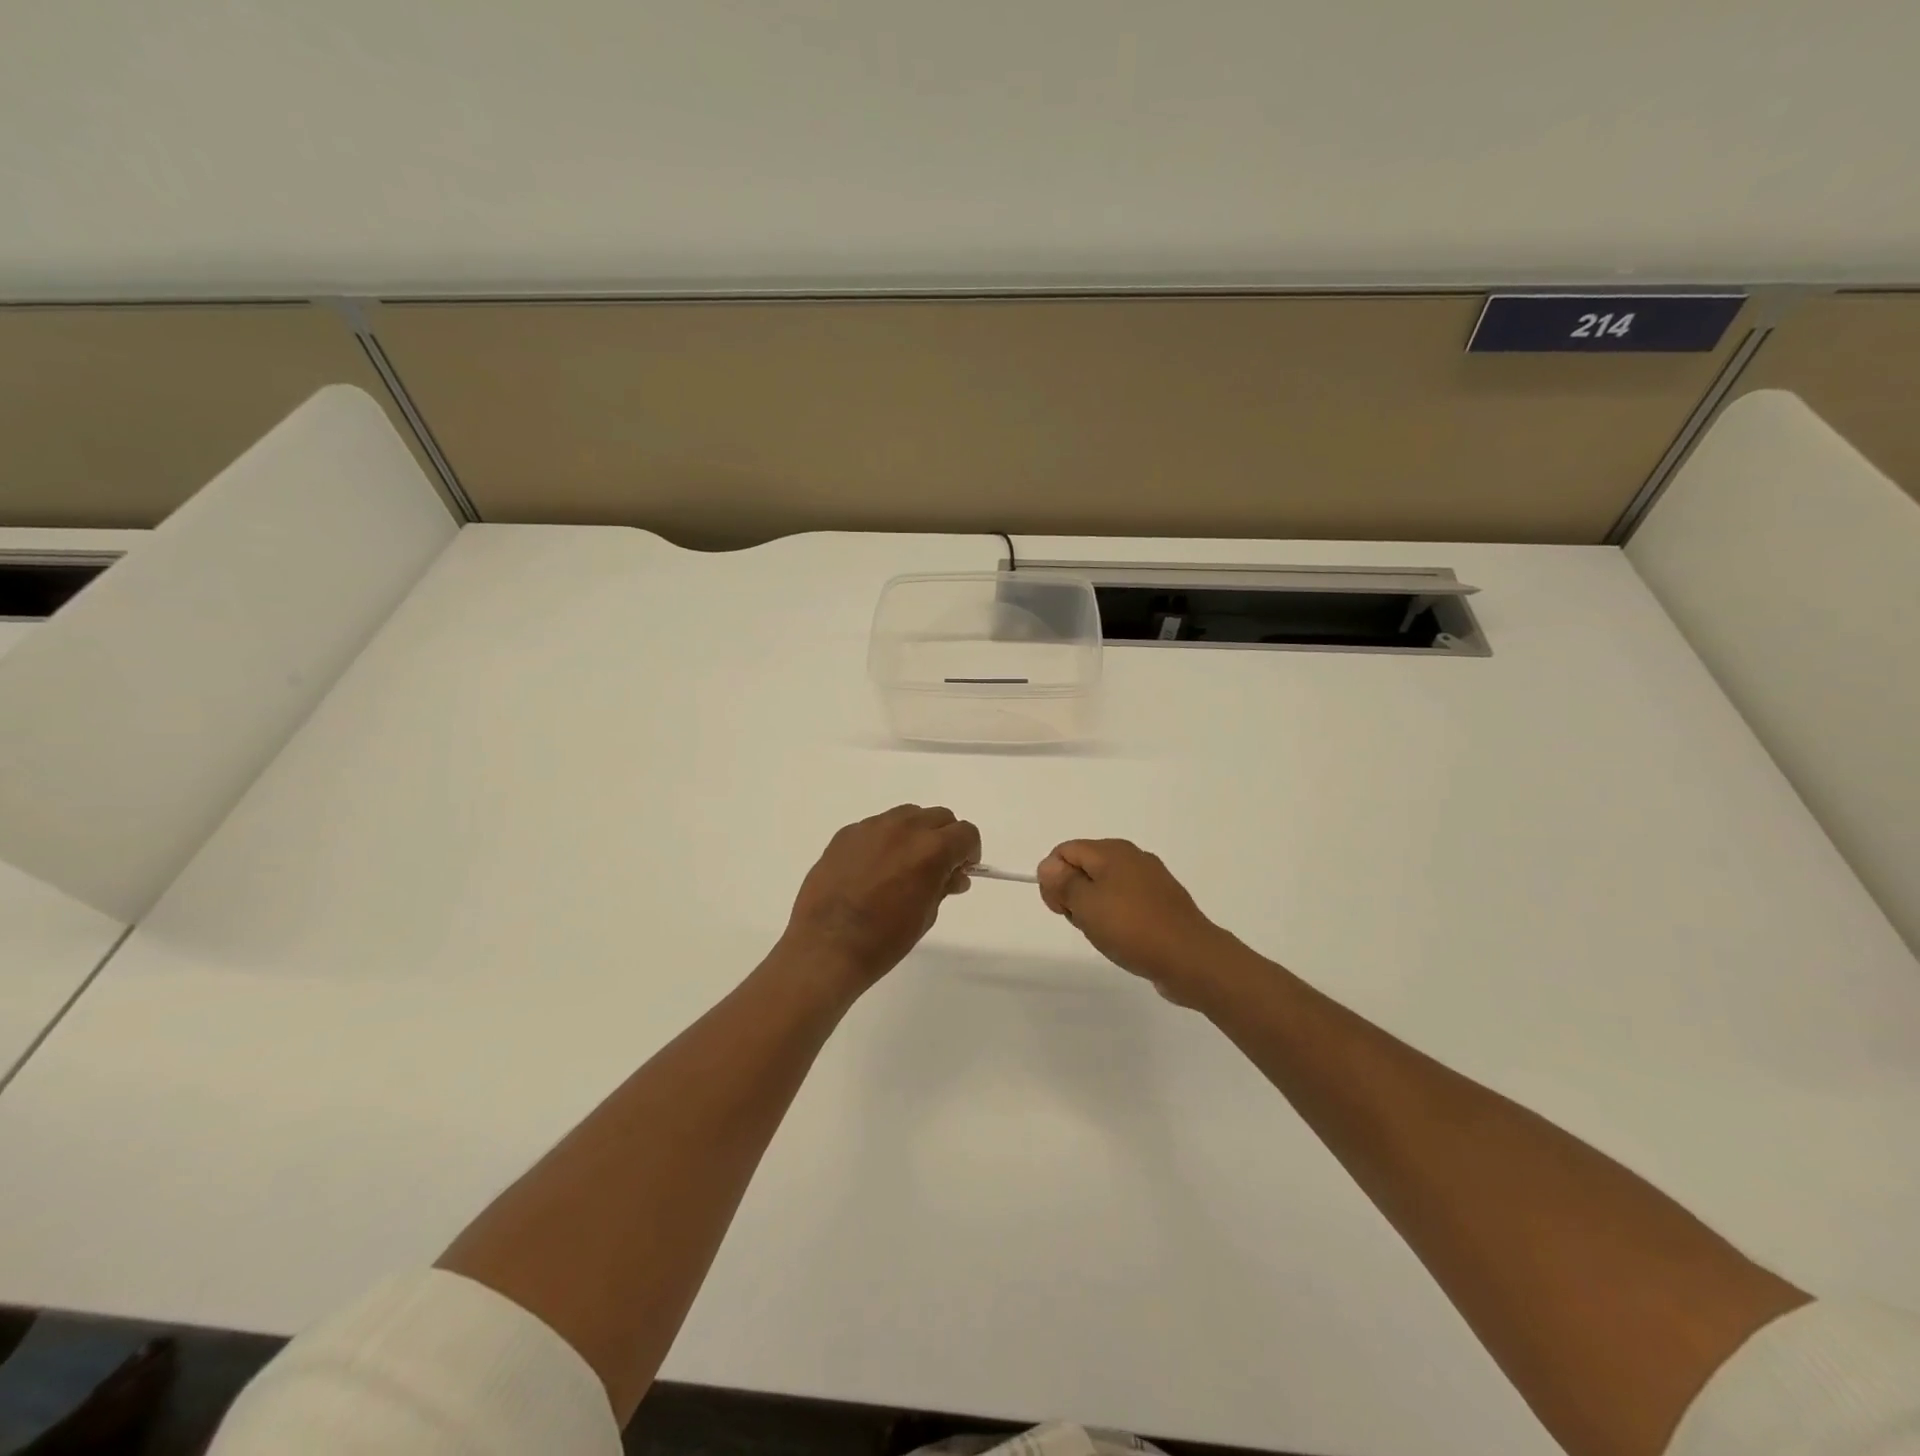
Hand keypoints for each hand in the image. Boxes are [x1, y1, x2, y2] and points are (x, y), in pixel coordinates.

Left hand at [782, 805, 981, 994]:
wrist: (827, 947)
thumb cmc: (884, 940)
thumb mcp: (926, 915)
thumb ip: (943, 886)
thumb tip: (953, 875)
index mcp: (931, 849)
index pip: (966, 833)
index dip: (969, 852)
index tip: (960, 870)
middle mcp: (904, 828)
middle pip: (939, 817)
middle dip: (944, 838)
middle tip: (935, 867)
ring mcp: (871, 827)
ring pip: (907, 815)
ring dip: (915, 833)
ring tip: (902, 865)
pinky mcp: (846, 834)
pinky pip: (876, 827)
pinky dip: (884, 841)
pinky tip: (871, 870)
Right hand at [1038, 839, 1234, 1003]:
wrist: (1190, 958)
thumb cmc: (1132, 928)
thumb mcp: (1086, 905)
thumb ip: (1062, 882)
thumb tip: (1048, 866)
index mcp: (1112, 851)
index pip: (1065, 851)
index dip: (1053, 878)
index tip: (1060, 909)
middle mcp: (1133, 857)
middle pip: (1085, 867)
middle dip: (1073, 894)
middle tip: (1084, 923)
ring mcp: (1151, 880)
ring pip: (1105, 887)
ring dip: (1095, 909)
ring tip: (1104, 935)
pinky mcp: (1163, 903)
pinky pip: (1127, 902)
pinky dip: (1117, 918)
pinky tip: (1123, 939)